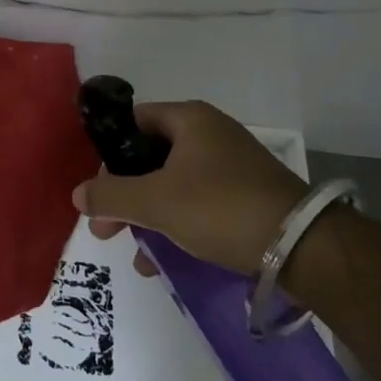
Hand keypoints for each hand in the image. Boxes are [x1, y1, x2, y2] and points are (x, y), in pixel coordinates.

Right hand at [73, 100, 308, 277]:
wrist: (304, 247)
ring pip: (173, 184)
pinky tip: (164, 261)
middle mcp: (210, 134)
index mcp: (189, 119)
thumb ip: (110, 197)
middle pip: (150, 157)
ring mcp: (231, 165)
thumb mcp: (156, 202)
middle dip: (125, 195)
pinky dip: (177, 225)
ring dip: (149, 216)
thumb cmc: (221, 208)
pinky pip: (197, 203)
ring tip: (138, 254)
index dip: (109, 154)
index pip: (134, 122)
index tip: (97, 189)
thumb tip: (77, 194)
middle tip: (107, 228)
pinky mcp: (246, 195)